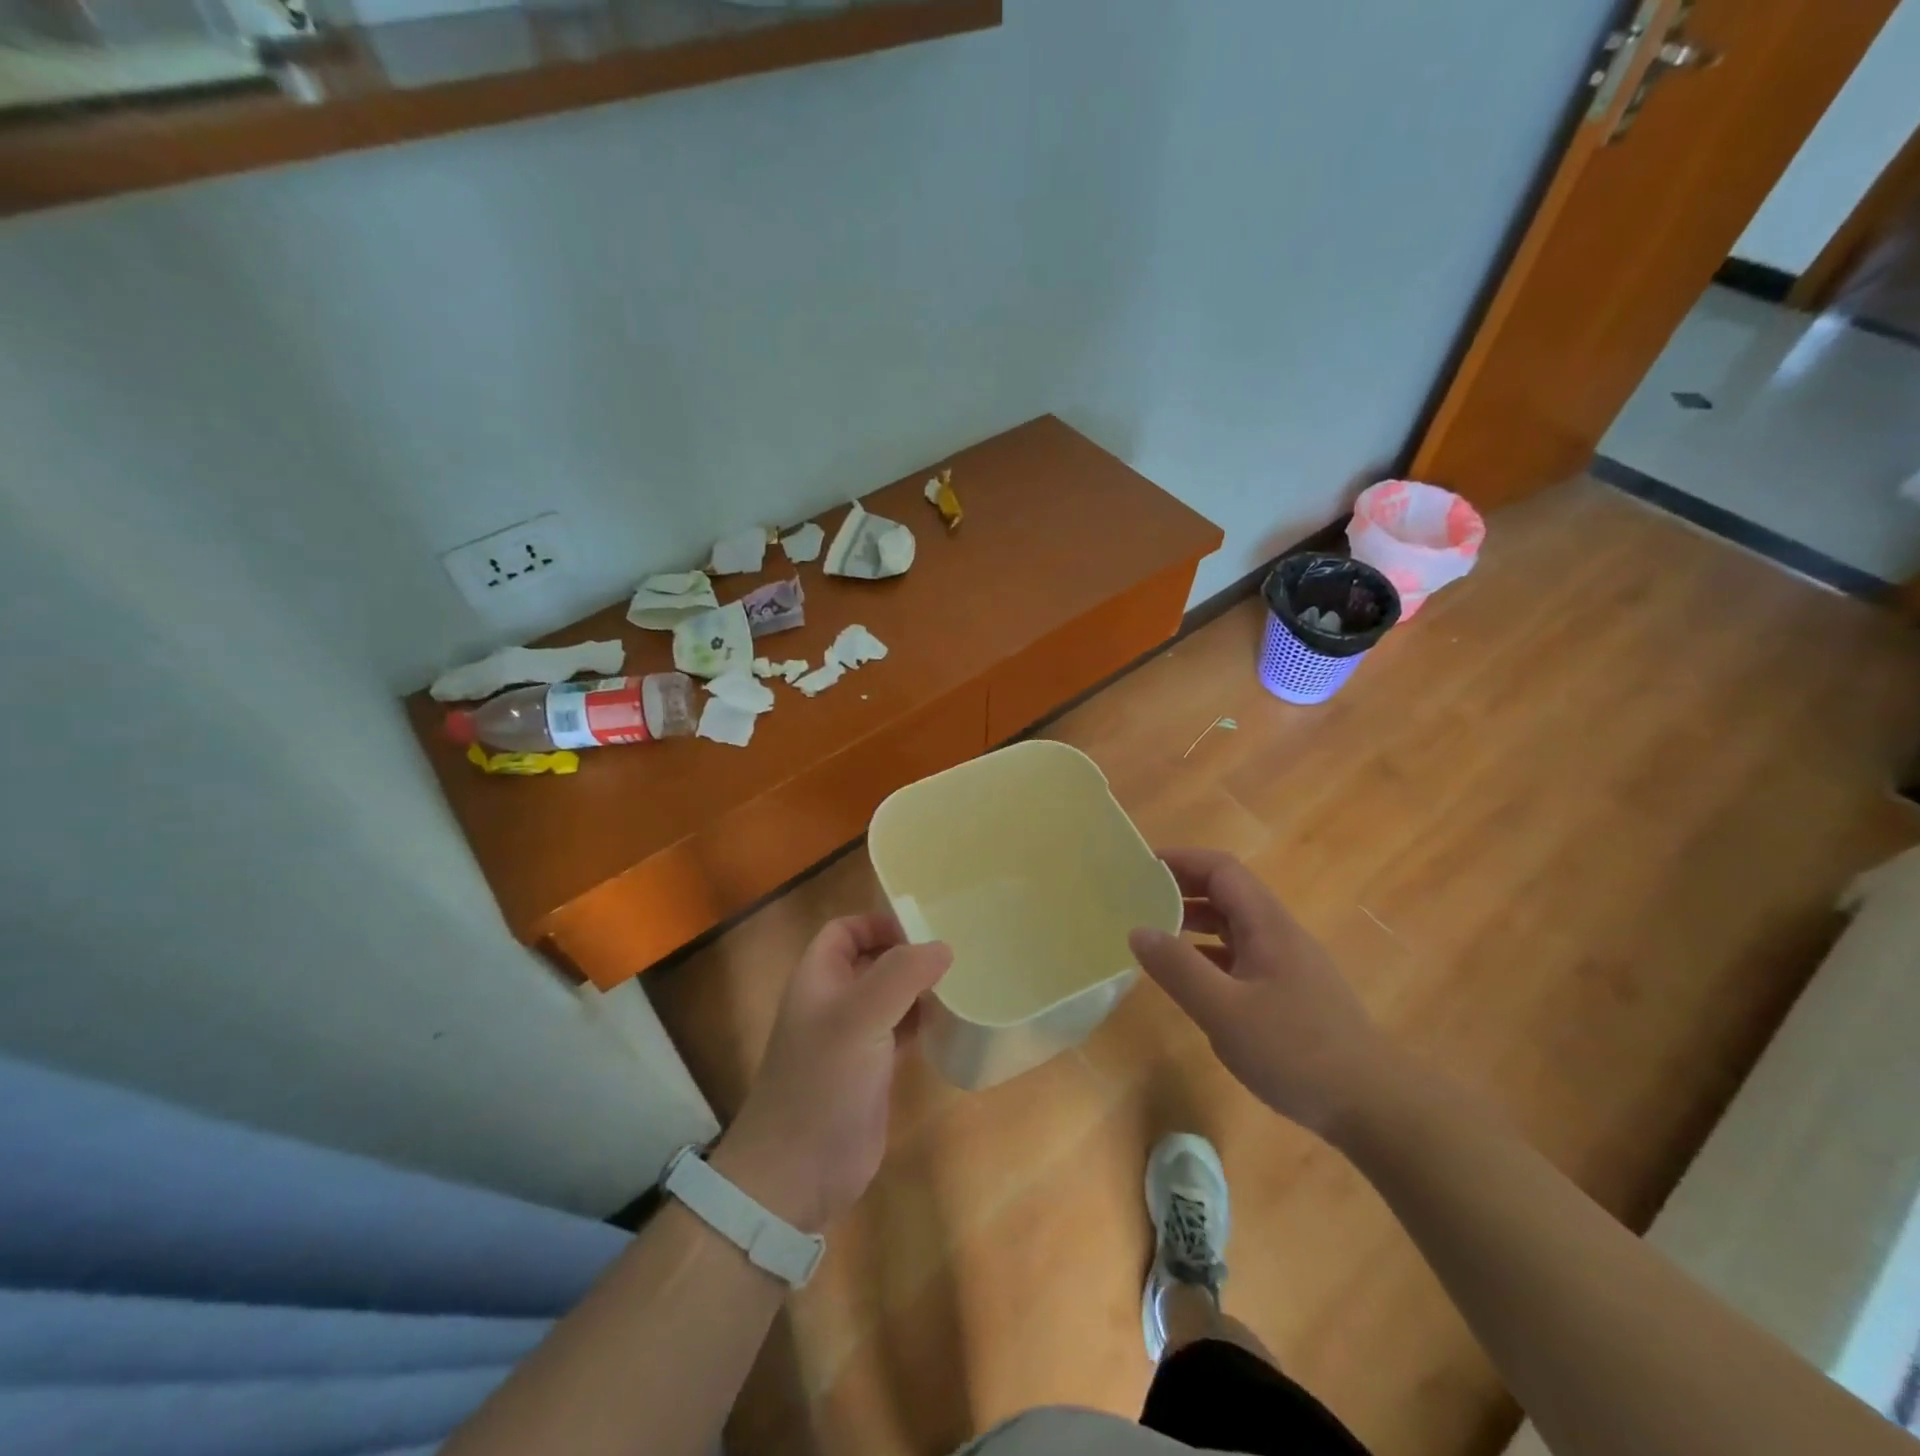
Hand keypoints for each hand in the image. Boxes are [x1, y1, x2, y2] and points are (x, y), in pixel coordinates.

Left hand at [712, 914, 951, 1234]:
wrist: (798, 1172)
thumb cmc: (823, 1082)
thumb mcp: (860, 1018)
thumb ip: (900, 976)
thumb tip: (942, 947)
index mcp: (818, 978)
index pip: (845, 930)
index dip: (878, 923)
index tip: (922, 929)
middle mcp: (834, 1002)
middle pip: (871, 961)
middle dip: (906, 954)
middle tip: (954, 952)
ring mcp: (852, 1038)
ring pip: (889, 996)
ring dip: (919, 988)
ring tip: (960, 982)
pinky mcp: (872, 1071)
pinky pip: (900, 1031)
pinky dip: (922, 1021)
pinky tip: (949, 1021)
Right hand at [1128, 847, 1401, 1134]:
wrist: (1374, 1106)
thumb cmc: (1296, 1051)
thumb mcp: (1225, 1011)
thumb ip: (1179, 969)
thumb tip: (1138, 930)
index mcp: (1267, 925)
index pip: (1221, 870)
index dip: (1181, 860)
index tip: (1140, 868)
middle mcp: (1278, 933)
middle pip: (1227, 892)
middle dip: (1182, 888)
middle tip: (1138, 899)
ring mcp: (1287, 964)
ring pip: (1234, 925)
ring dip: (1194, 921)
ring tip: (1154, 933)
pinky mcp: (1289, 992)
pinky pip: (1241, 955)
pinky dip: (1209, 954)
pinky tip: (1189, 978)